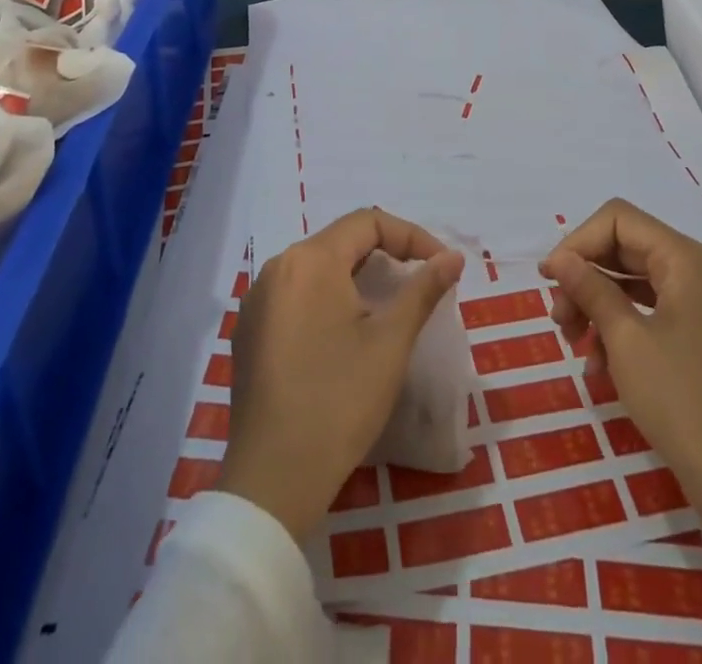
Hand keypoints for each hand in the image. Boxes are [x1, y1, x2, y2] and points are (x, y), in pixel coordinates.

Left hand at [218, 209, 465, 543]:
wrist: (272, 480)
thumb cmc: (339, 401)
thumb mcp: (390, 342)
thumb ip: (423, 289)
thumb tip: (452, 257)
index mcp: (310, 260)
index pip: (367, 222)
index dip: (411, 236)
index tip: (441, 265)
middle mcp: (277, 267)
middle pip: (340, 241)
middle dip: (386, 254)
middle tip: (419, 283)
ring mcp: (257, 301)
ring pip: (317, 268)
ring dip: (356, 277)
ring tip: (387, 307)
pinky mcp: (249, 332)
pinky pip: (296, 295)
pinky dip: (328, 299)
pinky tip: (343, 334)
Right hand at [541, 199, 701, 545]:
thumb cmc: (679, 398)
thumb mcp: (625, 339)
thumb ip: (590, 288)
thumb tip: (559, 258)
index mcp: (684, 258)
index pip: (618, 220)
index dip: (579, 241)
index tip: (551, 279)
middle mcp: (693, 269)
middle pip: (623, 248)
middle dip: (584, 277)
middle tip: (558, 318)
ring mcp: (697, 302)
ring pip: (631, 280)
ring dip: (595, 304)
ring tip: (572, 342)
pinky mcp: (695, 332)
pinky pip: (646, 310)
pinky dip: (617, 326)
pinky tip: (596, 364)